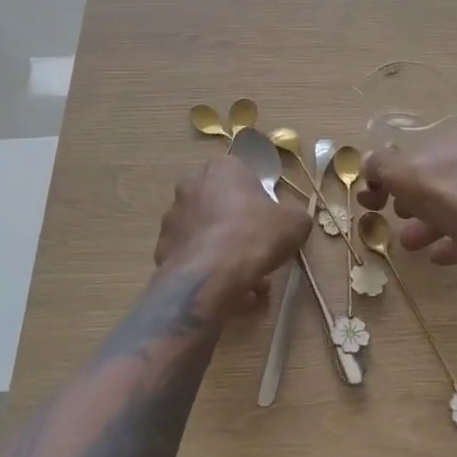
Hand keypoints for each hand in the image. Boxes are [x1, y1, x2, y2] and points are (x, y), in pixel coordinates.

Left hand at [154, 155, 313, 311]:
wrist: (210, 276)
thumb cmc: (254, 236)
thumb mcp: (295, 222)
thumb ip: (293, 215)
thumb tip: (290, 221)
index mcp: (222, 168)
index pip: (242, 174)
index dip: (257, 198)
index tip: (268, 221)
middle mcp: (191, 184)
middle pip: (221, 203)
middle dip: (237, 224)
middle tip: (256, 249)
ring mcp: (172, 216)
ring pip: (205, 231)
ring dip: (223, 249)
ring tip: (245, 277)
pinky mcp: (162, 247)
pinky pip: (192, 255)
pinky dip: (207, 268)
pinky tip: (225, 288)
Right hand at [358, 128, 456, 267]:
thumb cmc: (445, 189)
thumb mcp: (398, 171)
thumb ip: (379, 164)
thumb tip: (368, 161)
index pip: (422, 152)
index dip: (395, 173)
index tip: (378, 194)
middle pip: (440, 181)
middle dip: (413, 201)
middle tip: (396, 215)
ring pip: (456, 208)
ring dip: (428, 225)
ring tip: (410, 243)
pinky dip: (452, 241)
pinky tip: (436, 254)